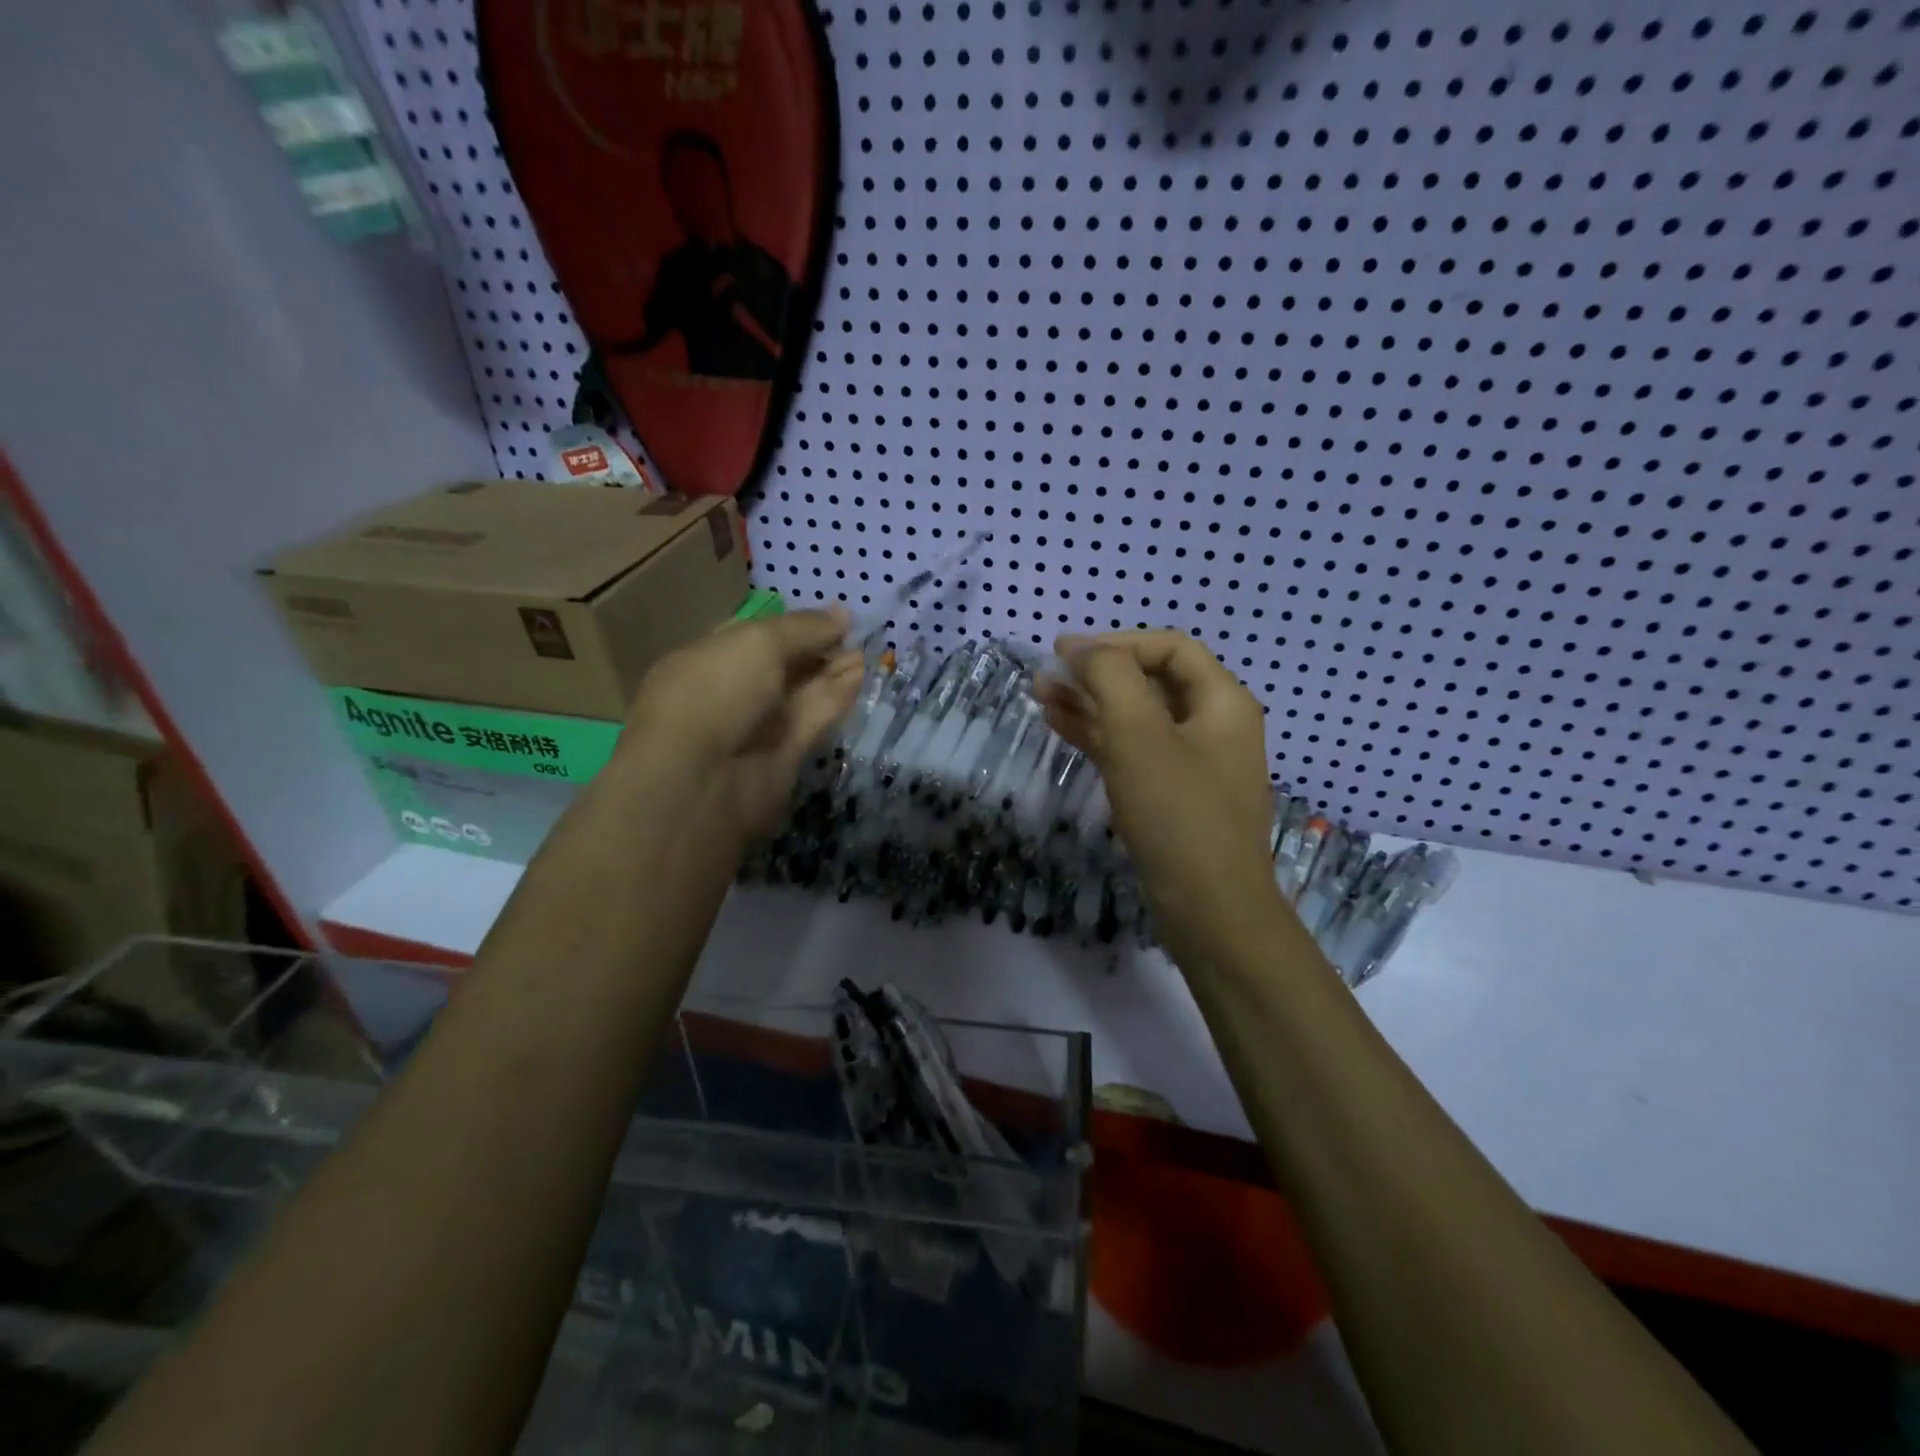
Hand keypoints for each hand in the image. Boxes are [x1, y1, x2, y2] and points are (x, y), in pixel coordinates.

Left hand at [623, 606, 863, 844]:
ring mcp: (756, 727)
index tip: (833, 618)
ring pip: (800, 694)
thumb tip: (843, 613)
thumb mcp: (758, 643)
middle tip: (856, 635)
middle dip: (817, 650)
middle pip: (782, 666)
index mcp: (707, 660)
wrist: (701, 779)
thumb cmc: (716, 692)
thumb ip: (804, 628)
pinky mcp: (782, 756)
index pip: (755, 637)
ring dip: (832, 672)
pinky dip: (834, 698)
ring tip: (867, 653)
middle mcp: (731, 692)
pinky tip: (859, 676)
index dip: (794, 627)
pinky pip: (811, 719)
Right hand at [1034, 631, 1281, 959]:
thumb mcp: (1139, 735)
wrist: (1210, 911)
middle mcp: (1213, 726)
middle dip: (1096, 674)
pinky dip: (1098, 737)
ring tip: (1040, 697)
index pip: (1169, 648)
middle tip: (1045, 676)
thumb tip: (1081, 649)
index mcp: (1222, 702)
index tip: (1064, 653)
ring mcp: (1192, 764)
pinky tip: (1060, 727)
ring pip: (1136, 718)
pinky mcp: (1172, 797)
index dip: (1115, 642)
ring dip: (1090, 704)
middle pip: (1150, 681)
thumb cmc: (1178, 815)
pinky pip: (1133, 752)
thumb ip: (1110, 678)